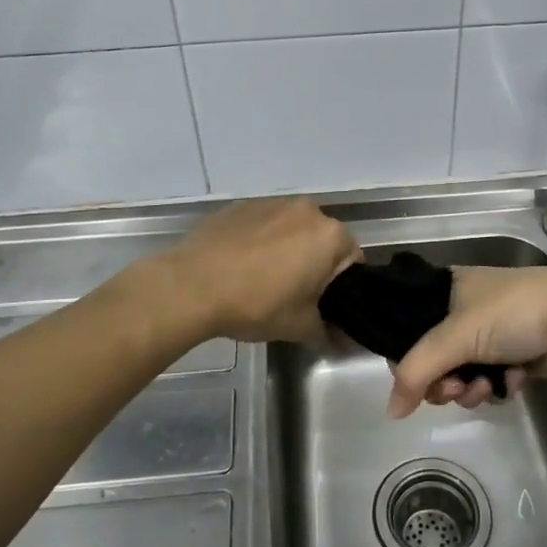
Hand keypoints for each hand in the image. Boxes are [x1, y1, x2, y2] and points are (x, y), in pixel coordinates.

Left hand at [159, 198, 359, 343]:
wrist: (192, 285)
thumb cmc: (257, 303)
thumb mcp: (299, 326)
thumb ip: (327, 332)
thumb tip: (343, 343)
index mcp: (331, 236)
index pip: (354, 260)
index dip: (343, 287)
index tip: (324, 305)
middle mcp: (308, 210)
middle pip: (323, 240)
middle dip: (315, 264)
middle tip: (296, 296)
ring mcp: (273, 203)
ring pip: (293, 229)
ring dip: (288, 249)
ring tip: (264, 279)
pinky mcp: (242, 205)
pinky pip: (264, 225)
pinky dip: (261, 241)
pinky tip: (241, 266)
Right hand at [388, 266, 546, 417]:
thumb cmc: (512, 313)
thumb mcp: (456, 336)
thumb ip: (417, 371)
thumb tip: (391, 411)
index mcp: (445, 290)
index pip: (408, 329)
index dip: (409, 360)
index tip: (418, 381)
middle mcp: (463, 310)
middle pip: (434, 360)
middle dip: (445, 382)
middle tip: (455, 390)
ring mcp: (490, 334)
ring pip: (462, 375)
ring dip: (472, 388)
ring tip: (488, 387)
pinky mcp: (514, 355)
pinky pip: (490, 381)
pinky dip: (498, 385)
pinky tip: (514, 380)